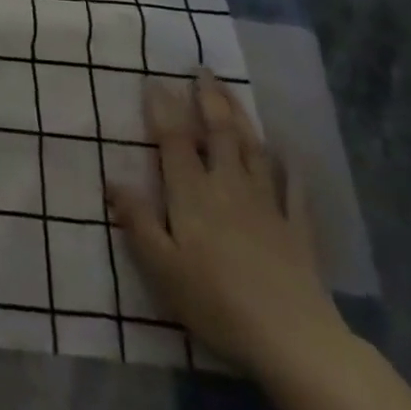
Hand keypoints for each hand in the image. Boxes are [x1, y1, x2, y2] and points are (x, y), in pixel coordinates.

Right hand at [110, 72, 346, 377]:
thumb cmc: (217, 302)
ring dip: (242, 118)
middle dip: (209, 99)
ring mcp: (267, 205)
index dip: (163, 107)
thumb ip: (137, 221)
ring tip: (231, 92)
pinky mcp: (298, 230)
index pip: (174, 140)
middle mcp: (228, 186)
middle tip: (203, 69)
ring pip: (253, 150)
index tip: (155, 79)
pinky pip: (294, 189)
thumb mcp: (162, 268)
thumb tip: (112, 179)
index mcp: (192, 193)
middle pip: (218, 133)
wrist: (294, 340)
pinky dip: (290, 166)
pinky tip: (288, 152)